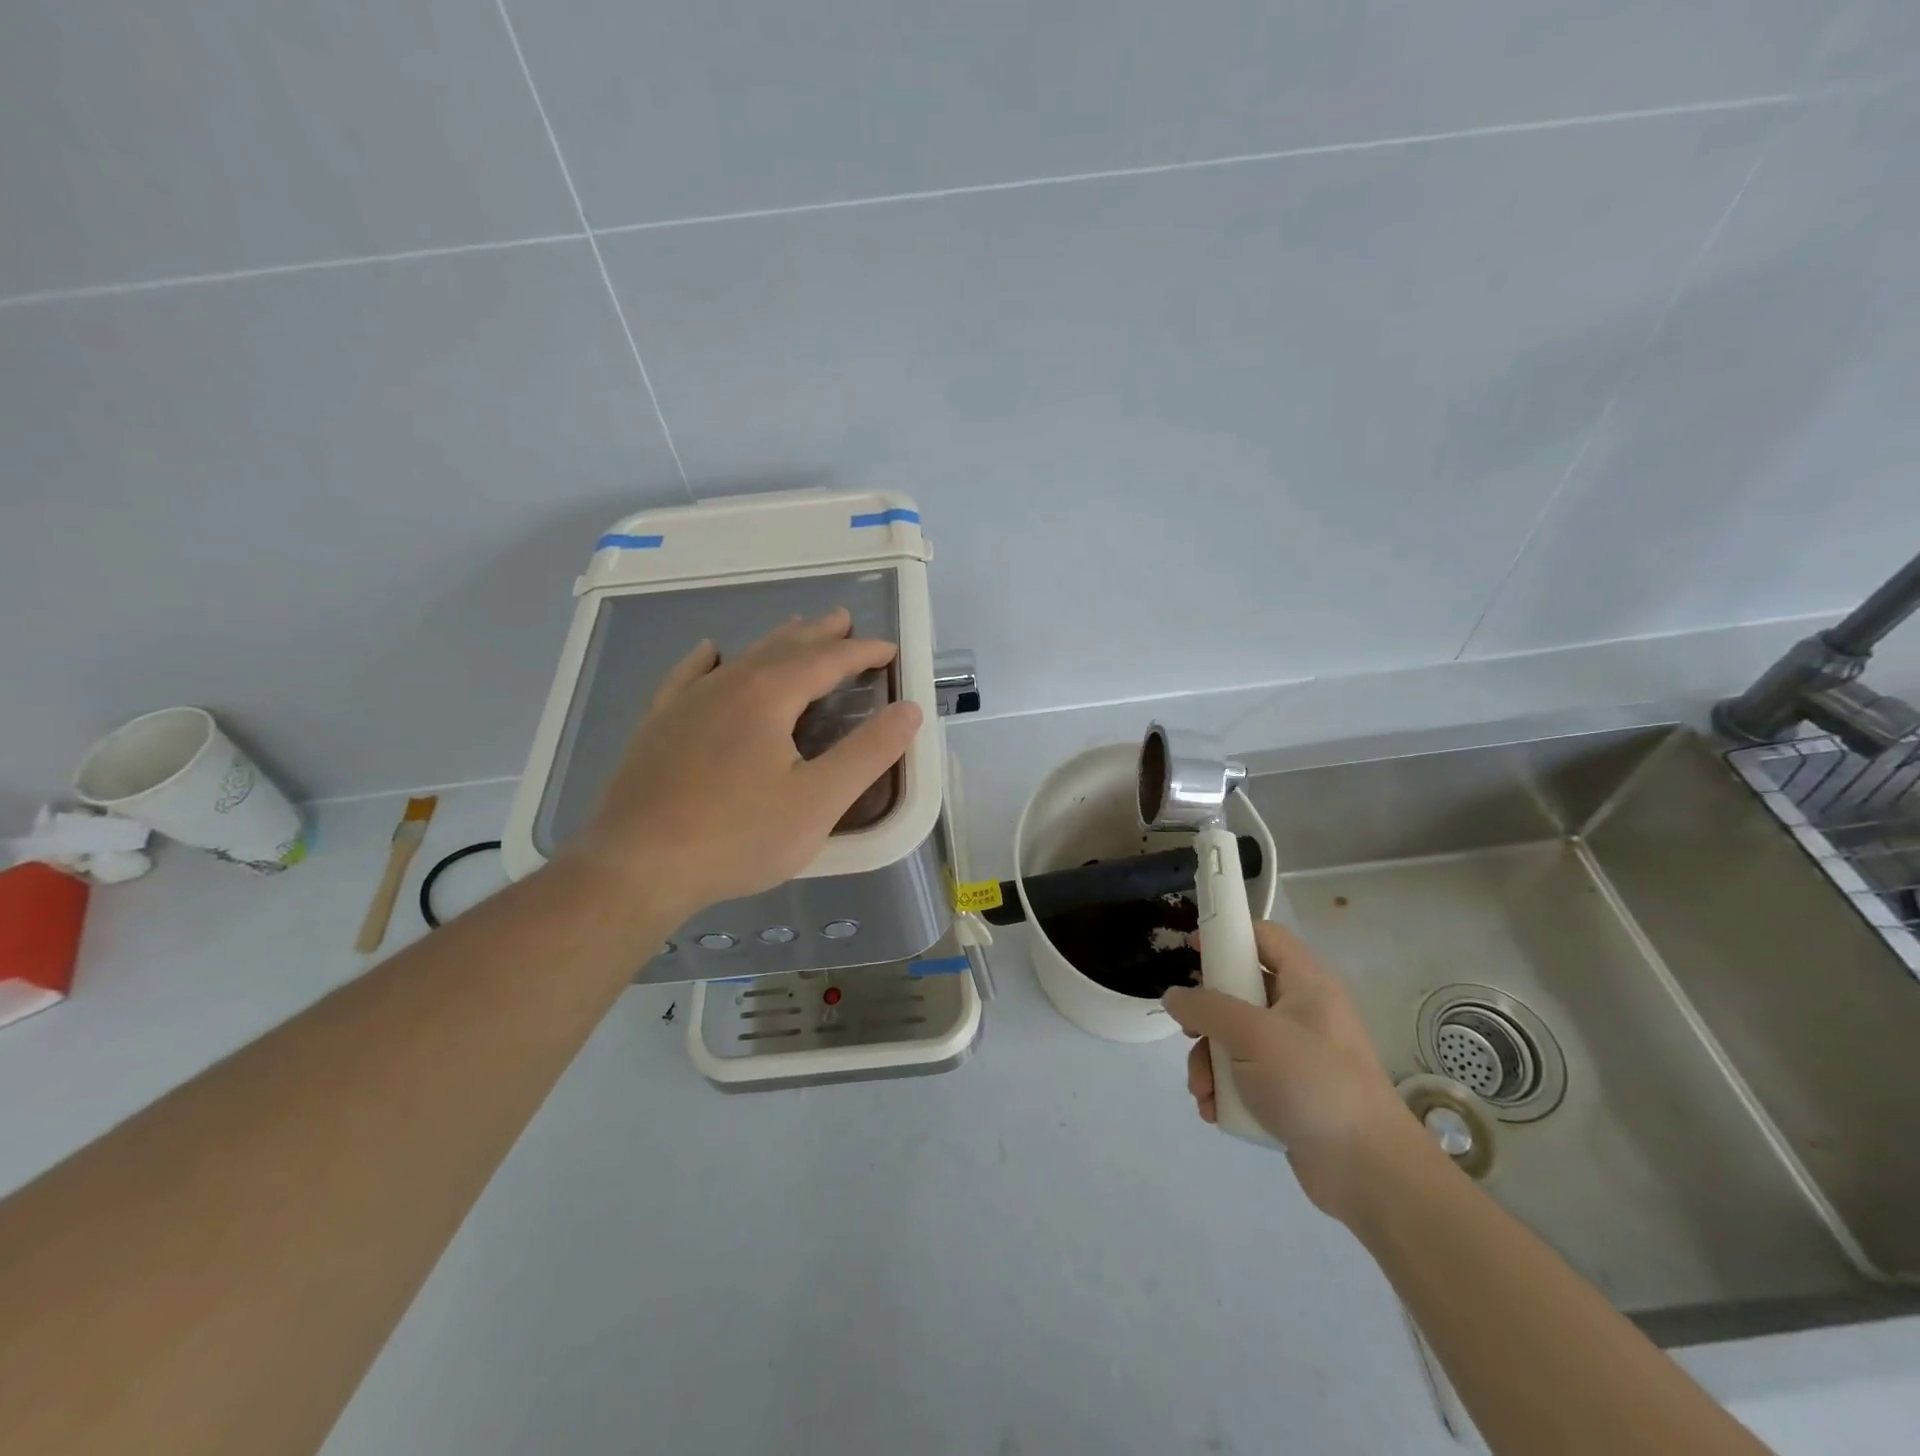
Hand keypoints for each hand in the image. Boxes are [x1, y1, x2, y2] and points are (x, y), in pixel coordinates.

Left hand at [562, 609, 922, 920]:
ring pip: (741, 659)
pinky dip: (707, 661)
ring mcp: (686, 703)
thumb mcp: (818, 801)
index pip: (826, 660)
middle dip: (818, 634)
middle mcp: (727, 685)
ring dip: (775, 643)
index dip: (861, 652)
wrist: (636, 867)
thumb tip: (909, 709)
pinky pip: (687, 677)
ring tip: (796, 631)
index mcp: (769, 696)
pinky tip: (710, 653)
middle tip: (843, 621)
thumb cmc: (737, 836)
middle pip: (782, 648)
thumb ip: (868, 753)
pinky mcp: (658, 726)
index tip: (889, 649)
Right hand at [1165, 920, 1417, 1219]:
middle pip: (1239, 992)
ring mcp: (1298, 1053)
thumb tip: (1174, 996)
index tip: (1190, 951)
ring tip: (1202, 1092)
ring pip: (1236, 1039)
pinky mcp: (1292, 1091)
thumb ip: (1207, 1009)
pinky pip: (1246, 1075)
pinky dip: (1226, 1090)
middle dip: (1206, 1020)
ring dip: (1210, 1063)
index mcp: (1305, 983)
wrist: (1370, 1172)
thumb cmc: (1313, 1084)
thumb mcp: (1252, 1036)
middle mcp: (1302, 1011)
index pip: (1263, 937)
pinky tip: (1215, 1112)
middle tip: (1188, 1035)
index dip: (1226, 936)